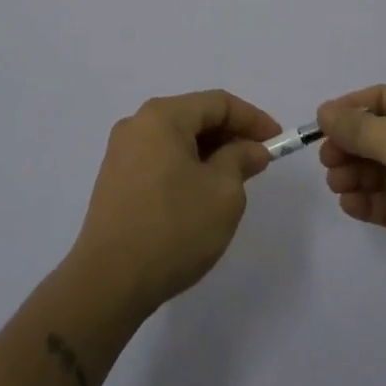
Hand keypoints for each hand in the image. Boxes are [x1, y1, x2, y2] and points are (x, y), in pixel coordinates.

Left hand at [68, 90, 281, 320]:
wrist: (108, 282)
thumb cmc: (173, 228)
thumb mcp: (223, 193)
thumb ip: (241, 160)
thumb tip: (250, 149)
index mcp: (163, 116)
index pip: (218, 103)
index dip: (252, 119)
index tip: (277, 142)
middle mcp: (137, 124)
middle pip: (195, 117)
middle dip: (230, 136)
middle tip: (258, 163)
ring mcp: (121, 152)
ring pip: (177, 140)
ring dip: (209, 153)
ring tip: (234, 181)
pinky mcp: (115, 180)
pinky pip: (160, 159)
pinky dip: (187, 167)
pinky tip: (201, 194)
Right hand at [317, 84, 385, 308]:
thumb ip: (358, 126)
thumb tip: (325, 111)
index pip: (382, 98)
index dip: (350, 108)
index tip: (321, 126)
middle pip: (376, 135)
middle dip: (348, 145)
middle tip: (327, 162)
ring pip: (378, 169)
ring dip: (352, 174)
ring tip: (337, 186)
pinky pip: (385, 201)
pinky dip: (365, 201)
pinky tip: (350, 205)